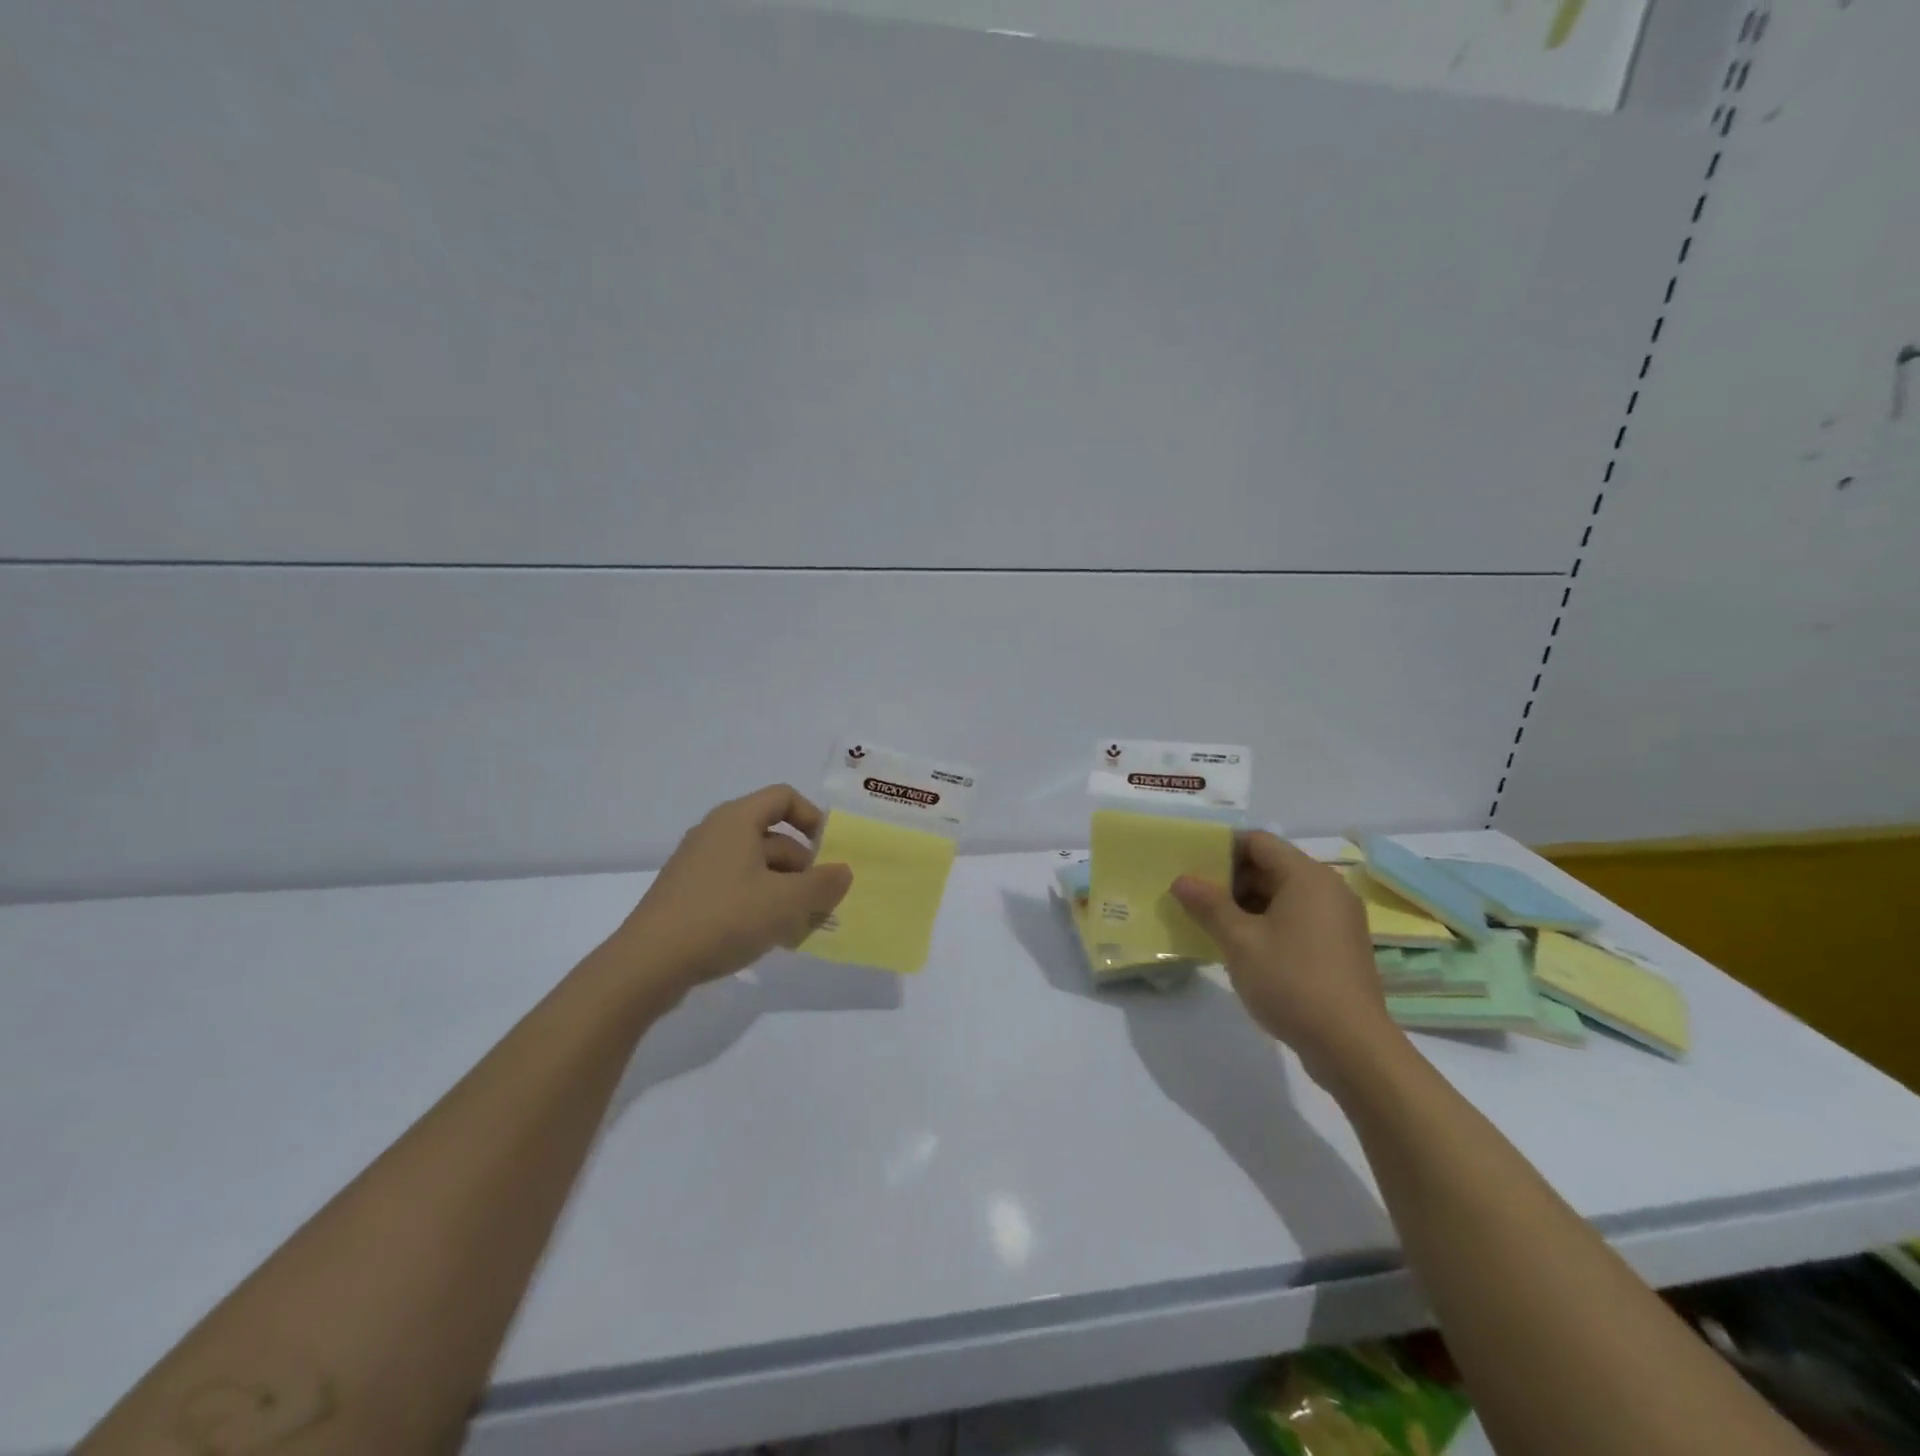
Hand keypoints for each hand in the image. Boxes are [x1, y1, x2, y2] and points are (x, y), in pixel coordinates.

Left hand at [614, 785, 852, 994]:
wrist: (648, 965)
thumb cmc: (724, 918)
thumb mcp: (786, 902)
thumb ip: (823, 884)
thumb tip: (843, 872)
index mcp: (736, 820)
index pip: (784, 798)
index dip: (812, 818)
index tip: (830, 852)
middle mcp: (715, 834)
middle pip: (773, 838)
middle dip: (804, 868)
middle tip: (822, 903)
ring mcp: (697, 866)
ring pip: (756, 868)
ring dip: (785, 891)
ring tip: (801, 928)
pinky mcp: (687, 896)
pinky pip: (735, 888)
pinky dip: (759, 905)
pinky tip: (770, 938)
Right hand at [1171, 832, 1403, 1087]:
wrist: (1351, 1046)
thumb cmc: (1291, 981)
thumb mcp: (1239, 941)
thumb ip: (1208, 905)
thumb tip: (1182, 880)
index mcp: (1307, 876)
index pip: (1258, 842)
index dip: (1222, 848)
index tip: (1191, 865)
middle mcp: (1328, 889)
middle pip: (1271, 866)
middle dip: (1231, 878)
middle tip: (1194, 896)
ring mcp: (1338, 919)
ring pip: (1283, 894)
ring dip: (1246, 903)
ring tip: (1211, 922)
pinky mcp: (1340, 946)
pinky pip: (1297, 918)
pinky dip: (1268, 922)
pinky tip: (1243, 946)